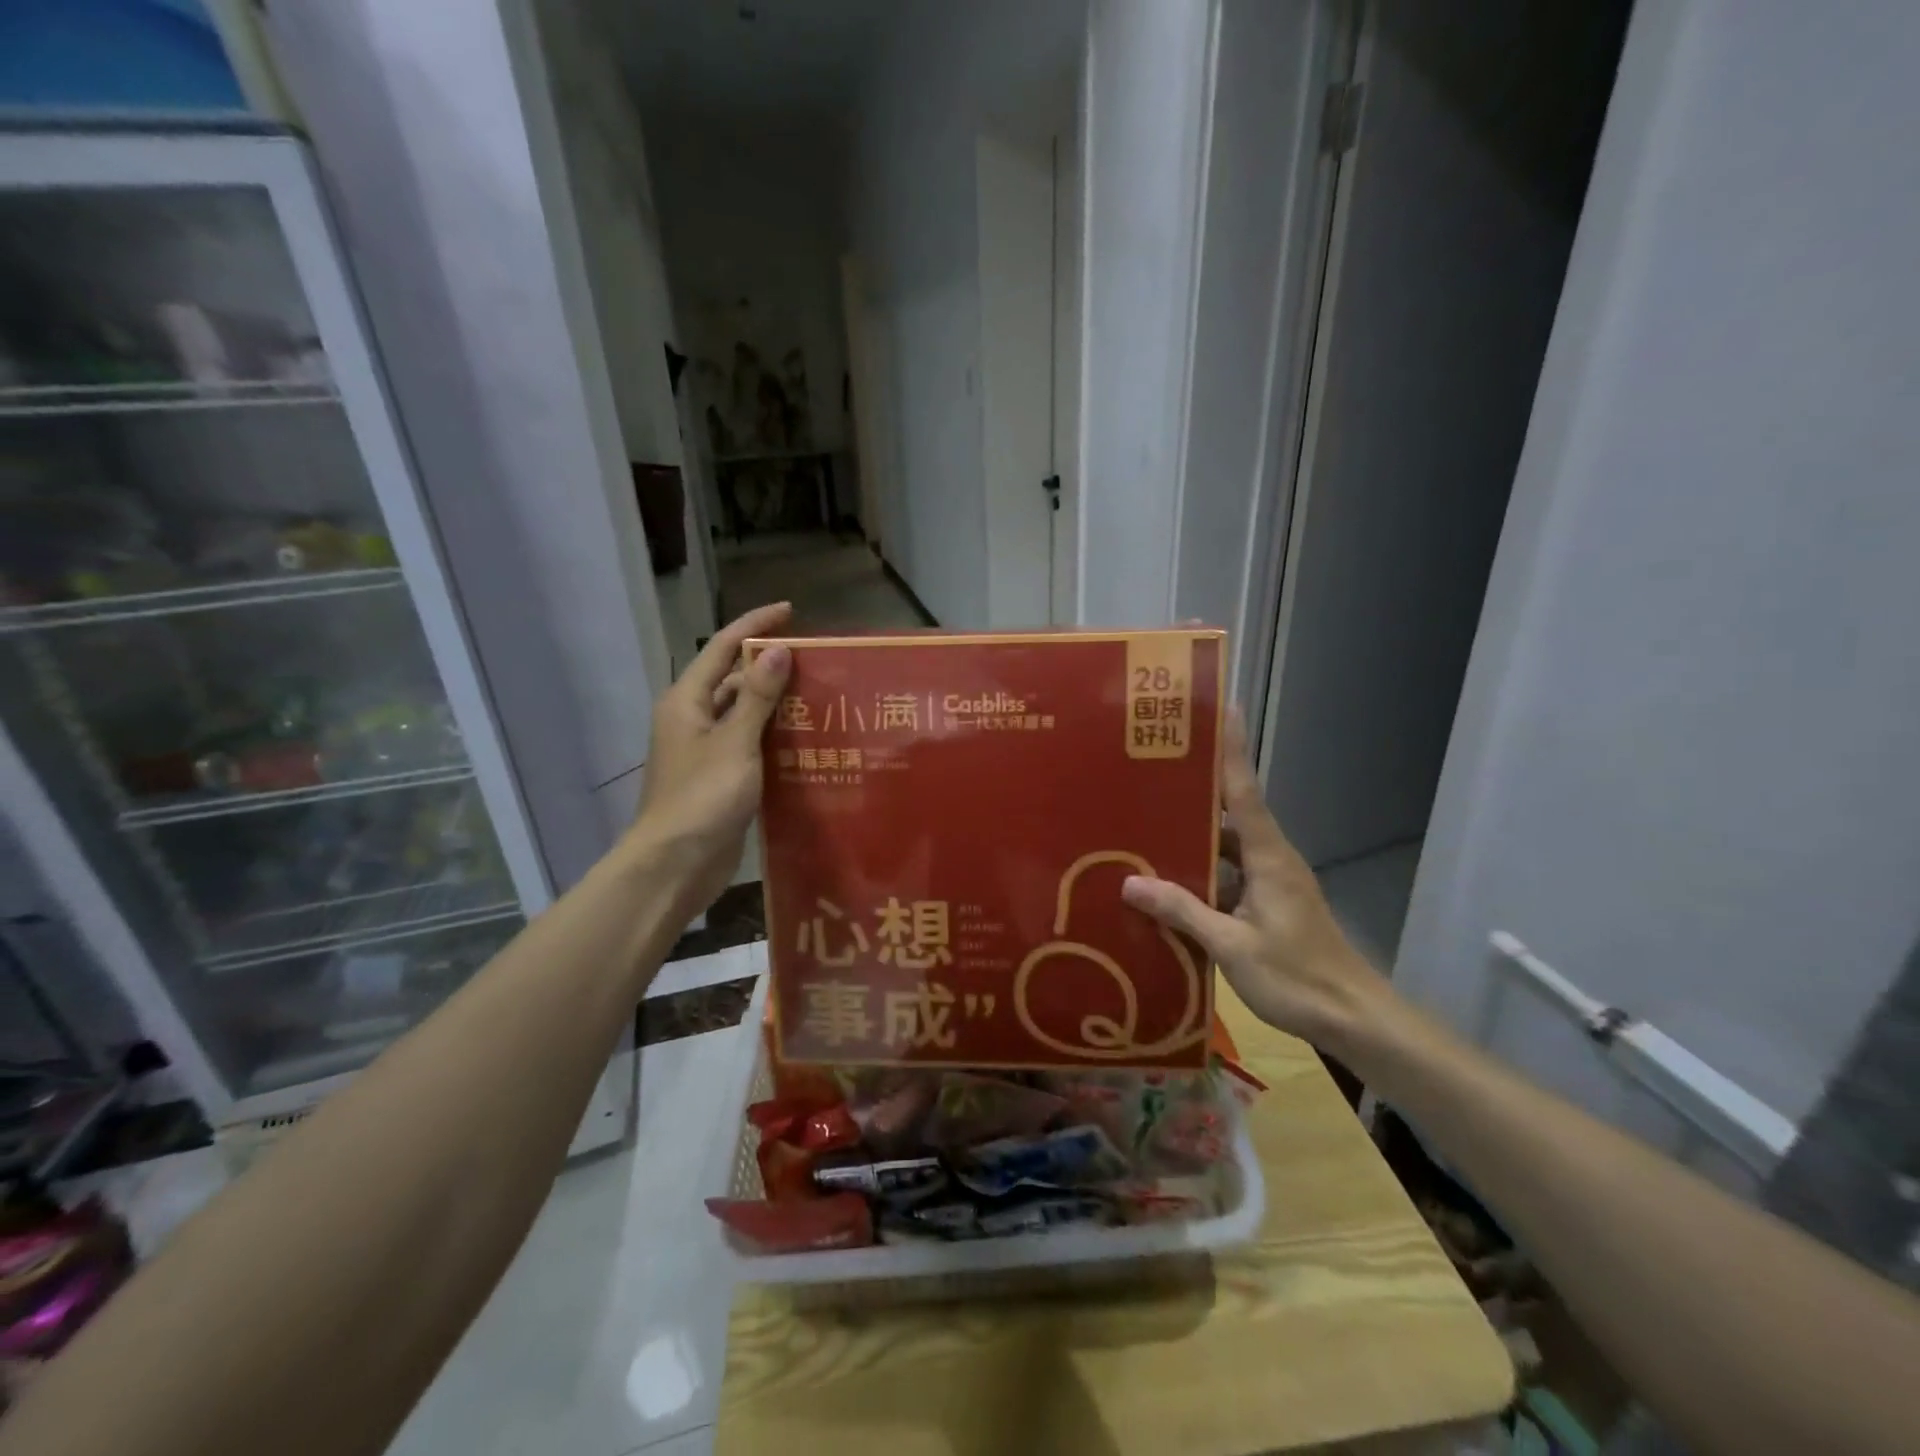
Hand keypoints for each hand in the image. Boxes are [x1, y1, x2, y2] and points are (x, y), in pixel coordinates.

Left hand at [631, 602, 793, 914]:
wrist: (675, 865)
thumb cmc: (702, 798)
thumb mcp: (735, 742)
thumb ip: (757, 696)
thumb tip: (779, 650)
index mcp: (687, 701)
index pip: (722, 647)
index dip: (755, 625)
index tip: (791, 611)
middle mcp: (693, 719)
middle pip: (734, 679)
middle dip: (771, 666)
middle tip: (817, 661)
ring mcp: (706, 750)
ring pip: (745, 714)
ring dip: (777, 703)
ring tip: (821, 695)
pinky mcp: (721, 778)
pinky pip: (751, 744)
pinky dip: (775, 737)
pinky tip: (807, 739)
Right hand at [1120, 712, 1397, 1051]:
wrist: (1353, 1019)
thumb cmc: (1297, 977)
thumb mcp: (1232, 946)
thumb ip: (1182, 911)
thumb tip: (1131, 882)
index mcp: (1268, 857)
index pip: (1244, 790)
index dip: (1231, 748)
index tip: (1220, 707)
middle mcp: (1271, 859)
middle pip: (1229, 813)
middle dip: (1192, 790)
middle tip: (1148, 771)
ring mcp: (1271, 883)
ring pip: (1225, 848)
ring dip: (1191, 838)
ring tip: (1143, 827)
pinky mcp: (1267, 905)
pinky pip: (1227, 875)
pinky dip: (1199, 873)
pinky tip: (1165, 884)